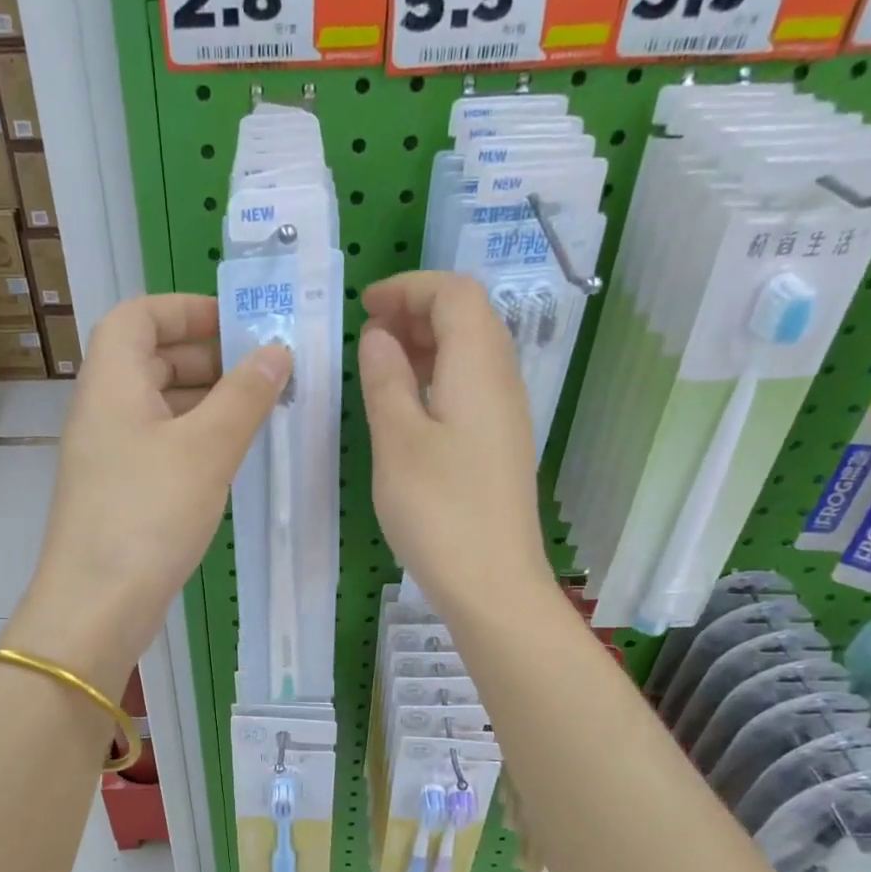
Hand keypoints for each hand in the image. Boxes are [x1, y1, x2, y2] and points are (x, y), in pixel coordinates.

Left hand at [5, 294, 291, 693]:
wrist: (97, 605)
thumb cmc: (149, 514)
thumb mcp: (206, 449)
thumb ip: (245, 396)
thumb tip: (276, 351)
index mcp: (112, 382)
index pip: (138, 316)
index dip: (185, 309)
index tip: (237, 324)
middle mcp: (103, 410)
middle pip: (149, 358)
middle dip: (206, 355)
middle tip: (262, 371)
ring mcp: (108, 453)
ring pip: (158, 404)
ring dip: (205, 398)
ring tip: (258, 411)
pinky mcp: (119, 491)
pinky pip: (159, 443)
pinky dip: (194, 437)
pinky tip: (230, 456)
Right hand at [359, 272, 554, 618]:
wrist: (492, 584)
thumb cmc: (439, 510)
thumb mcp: (397, 439)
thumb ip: (387, 378)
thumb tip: (380, 336)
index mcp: (479, 368)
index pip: (456, 294)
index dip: (410, 287)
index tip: (365, 307)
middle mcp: (502, 381)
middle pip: (469, 317)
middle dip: (417, 310)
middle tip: (368, 333)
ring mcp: (505, 415)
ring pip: (470, 353)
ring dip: (426, 344)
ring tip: (380, 363)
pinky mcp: (498, 444)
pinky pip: (470, 386)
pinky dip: (437, 376)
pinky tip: (406, 404)